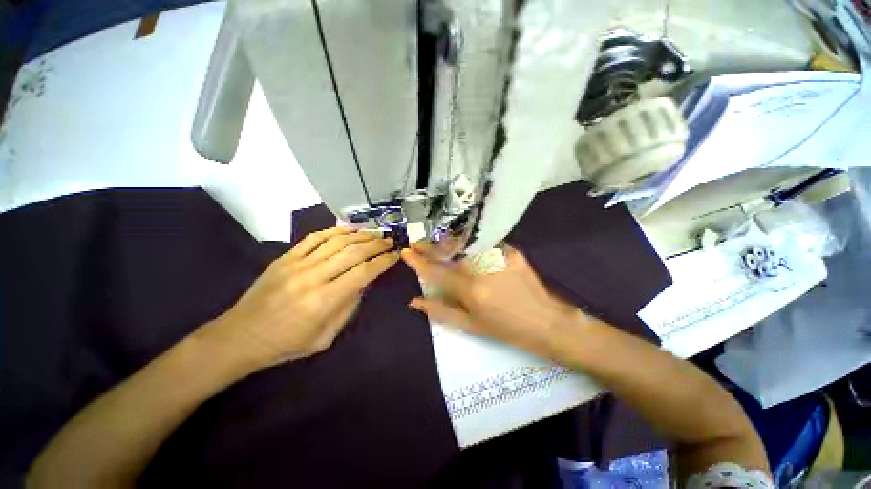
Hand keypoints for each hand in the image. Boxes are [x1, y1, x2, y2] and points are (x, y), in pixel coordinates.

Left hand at [204, 227, 398, 370]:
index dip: (382, 262)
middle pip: (351, 252)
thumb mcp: (322, 339)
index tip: (395, 255)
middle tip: (389, 241)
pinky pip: (312, 239)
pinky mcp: (284, 257)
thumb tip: (362, 287)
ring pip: (334, 241)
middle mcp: (313, 276)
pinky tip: (345, 230)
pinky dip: (331, 231)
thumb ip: (344, 311)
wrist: (246, 333)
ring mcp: (297, 263)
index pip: (362, 273)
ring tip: (373, 233)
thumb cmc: (286, 344)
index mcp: (324, 301)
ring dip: (357, 235)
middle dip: (374, 244)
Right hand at [401, 244, 581, 359]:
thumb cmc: (507, 330)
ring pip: (468, 242)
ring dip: (451, 242)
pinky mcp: (513, 251)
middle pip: (451, 250)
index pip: (437, 271)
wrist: (545, 321)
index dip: (419, 262)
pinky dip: (474, 244)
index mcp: (471, 289)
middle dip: (431, 245)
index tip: (405, 252)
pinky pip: (487, 243)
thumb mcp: (471, 326)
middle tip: (419, 243)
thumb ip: (441, 311)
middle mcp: (484, 267)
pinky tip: (469, 248)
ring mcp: (500, 255)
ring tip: (440, 244)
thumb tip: (413, 302)